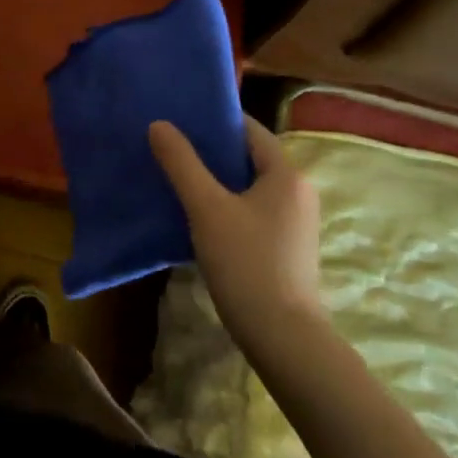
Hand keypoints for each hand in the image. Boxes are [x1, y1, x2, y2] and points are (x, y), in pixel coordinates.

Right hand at [149, 116, 322, 346]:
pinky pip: (253, 211)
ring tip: (177, 177)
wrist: (284, 339)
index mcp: (287, 174)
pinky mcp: (287, 248)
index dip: (215, 121)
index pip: (250, 130)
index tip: (180, 119)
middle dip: (211, 151)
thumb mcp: (206, 208)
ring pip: (249, 186)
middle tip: (170, 147)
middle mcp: (298, 192)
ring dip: (216, 180)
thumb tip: (159, 124)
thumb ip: (182, 163)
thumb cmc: (247, 263)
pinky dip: (227, 205)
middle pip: (249, 158)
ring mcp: (295, 222)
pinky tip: (198, 216)